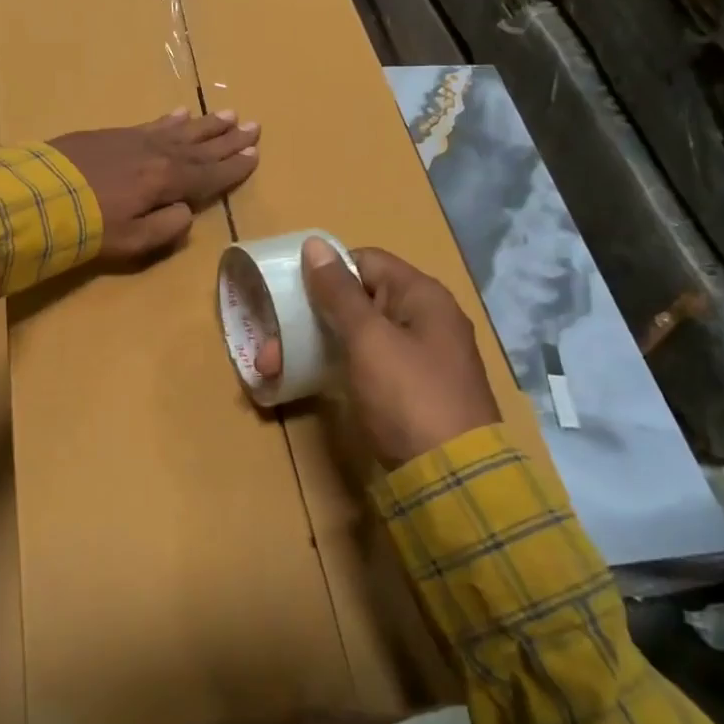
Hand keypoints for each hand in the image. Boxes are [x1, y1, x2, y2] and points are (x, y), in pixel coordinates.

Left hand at [50, 110, 260, 259]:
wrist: (38, 195)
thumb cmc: (88, 227)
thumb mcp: (133, 241)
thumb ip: (167, 227)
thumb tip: (185, 210)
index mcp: (167, 181)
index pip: (210, 175)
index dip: (234, 167)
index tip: (256, 155)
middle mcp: (159, 155)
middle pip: (201, 147)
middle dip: (229, 139)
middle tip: (254, 126)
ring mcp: (135, 140)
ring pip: (181, 130)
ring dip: (206, 124)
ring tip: (229, 115)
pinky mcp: (113, 134)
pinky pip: (152, 123)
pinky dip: (170, 120)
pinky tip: (181, 114)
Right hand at [256, 239, 499, 468]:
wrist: (453, 478)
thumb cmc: (408, 395)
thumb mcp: (369, 339)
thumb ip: (339, 293)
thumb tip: (314, 246)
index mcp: (422, 296)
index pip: (366, 262)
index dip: (327, 270)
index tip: (290, 289)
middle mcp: (423, 320)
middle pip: (359, 300)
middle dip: (311, 316)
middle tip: (270, 341)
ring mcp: (416, 358)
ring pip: (356, 336)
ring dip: (314, 343)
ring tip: (271, 365)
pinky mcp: (407, 391)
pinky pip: (363, 364)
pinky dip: (333, 366)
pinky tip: (300, 379)